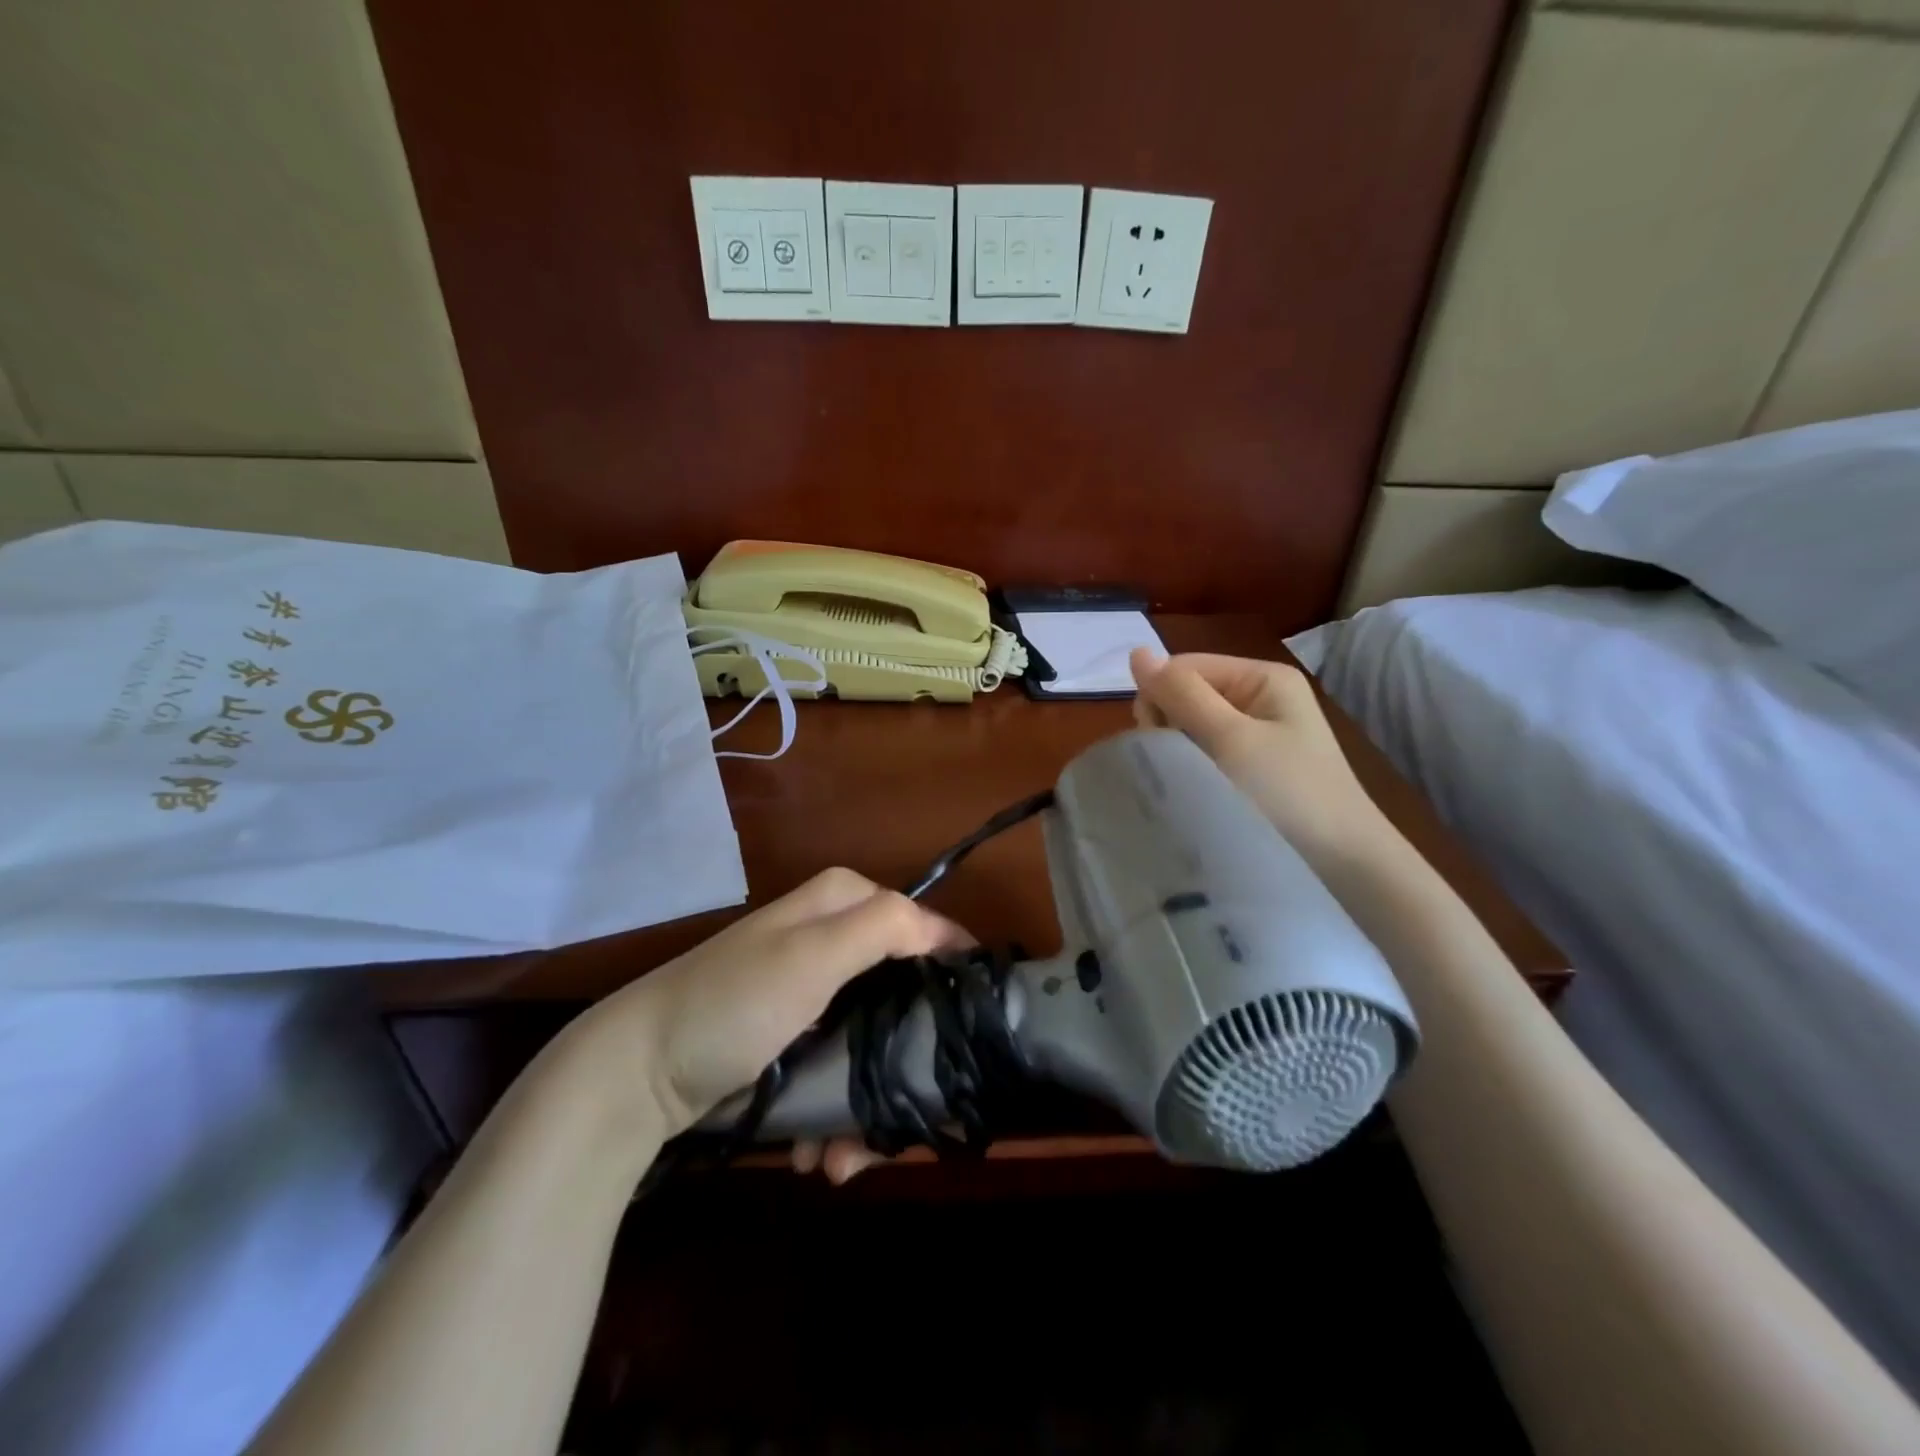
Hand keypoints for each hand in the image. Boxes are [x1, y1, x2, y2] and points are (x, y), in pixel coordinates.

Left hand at [562, 868, 967, 1170]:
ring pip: (873, 1042)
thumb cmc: (733, 1002)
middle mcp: (834, 938)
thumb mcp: (812, 954)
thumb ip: (885, 927)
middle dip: (904, 1061)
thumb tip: (952, 934)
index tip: (972, 1036)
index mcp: (844, 902)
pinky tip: (820, 1153)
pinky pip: (839, 1069)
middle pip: (903, 995)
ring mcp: (814, 992)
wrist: (636, 1073)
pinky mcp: (795, 1037)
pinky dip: (835, 1114)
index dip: (951, 977)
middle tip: (909, 1118)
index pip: (925, 929)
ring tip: (845, 1158)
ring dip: (866, 1105)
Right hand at [1129, 649, 1394, 869]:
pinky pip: (1205, 753)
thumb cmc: (1289, 794)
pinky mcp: (1252, 766)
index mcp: (1262, 677)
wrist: (1345, 865)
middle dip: (1169, 726)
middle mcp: (1259, 698)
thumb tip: (1136, 652)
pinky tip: (1198, 792)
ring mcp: (1257, 734)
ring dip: (1179, 751)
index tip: (1159, 741)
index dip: (1161, 698)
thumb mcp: (1232, 739)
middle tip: (1181, 766)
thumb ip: (1182, 695)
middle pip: (1186, 695)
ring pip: (1190, 727)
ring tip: (1191, 784)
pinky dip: (1193, 769)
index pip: (1183, 667)